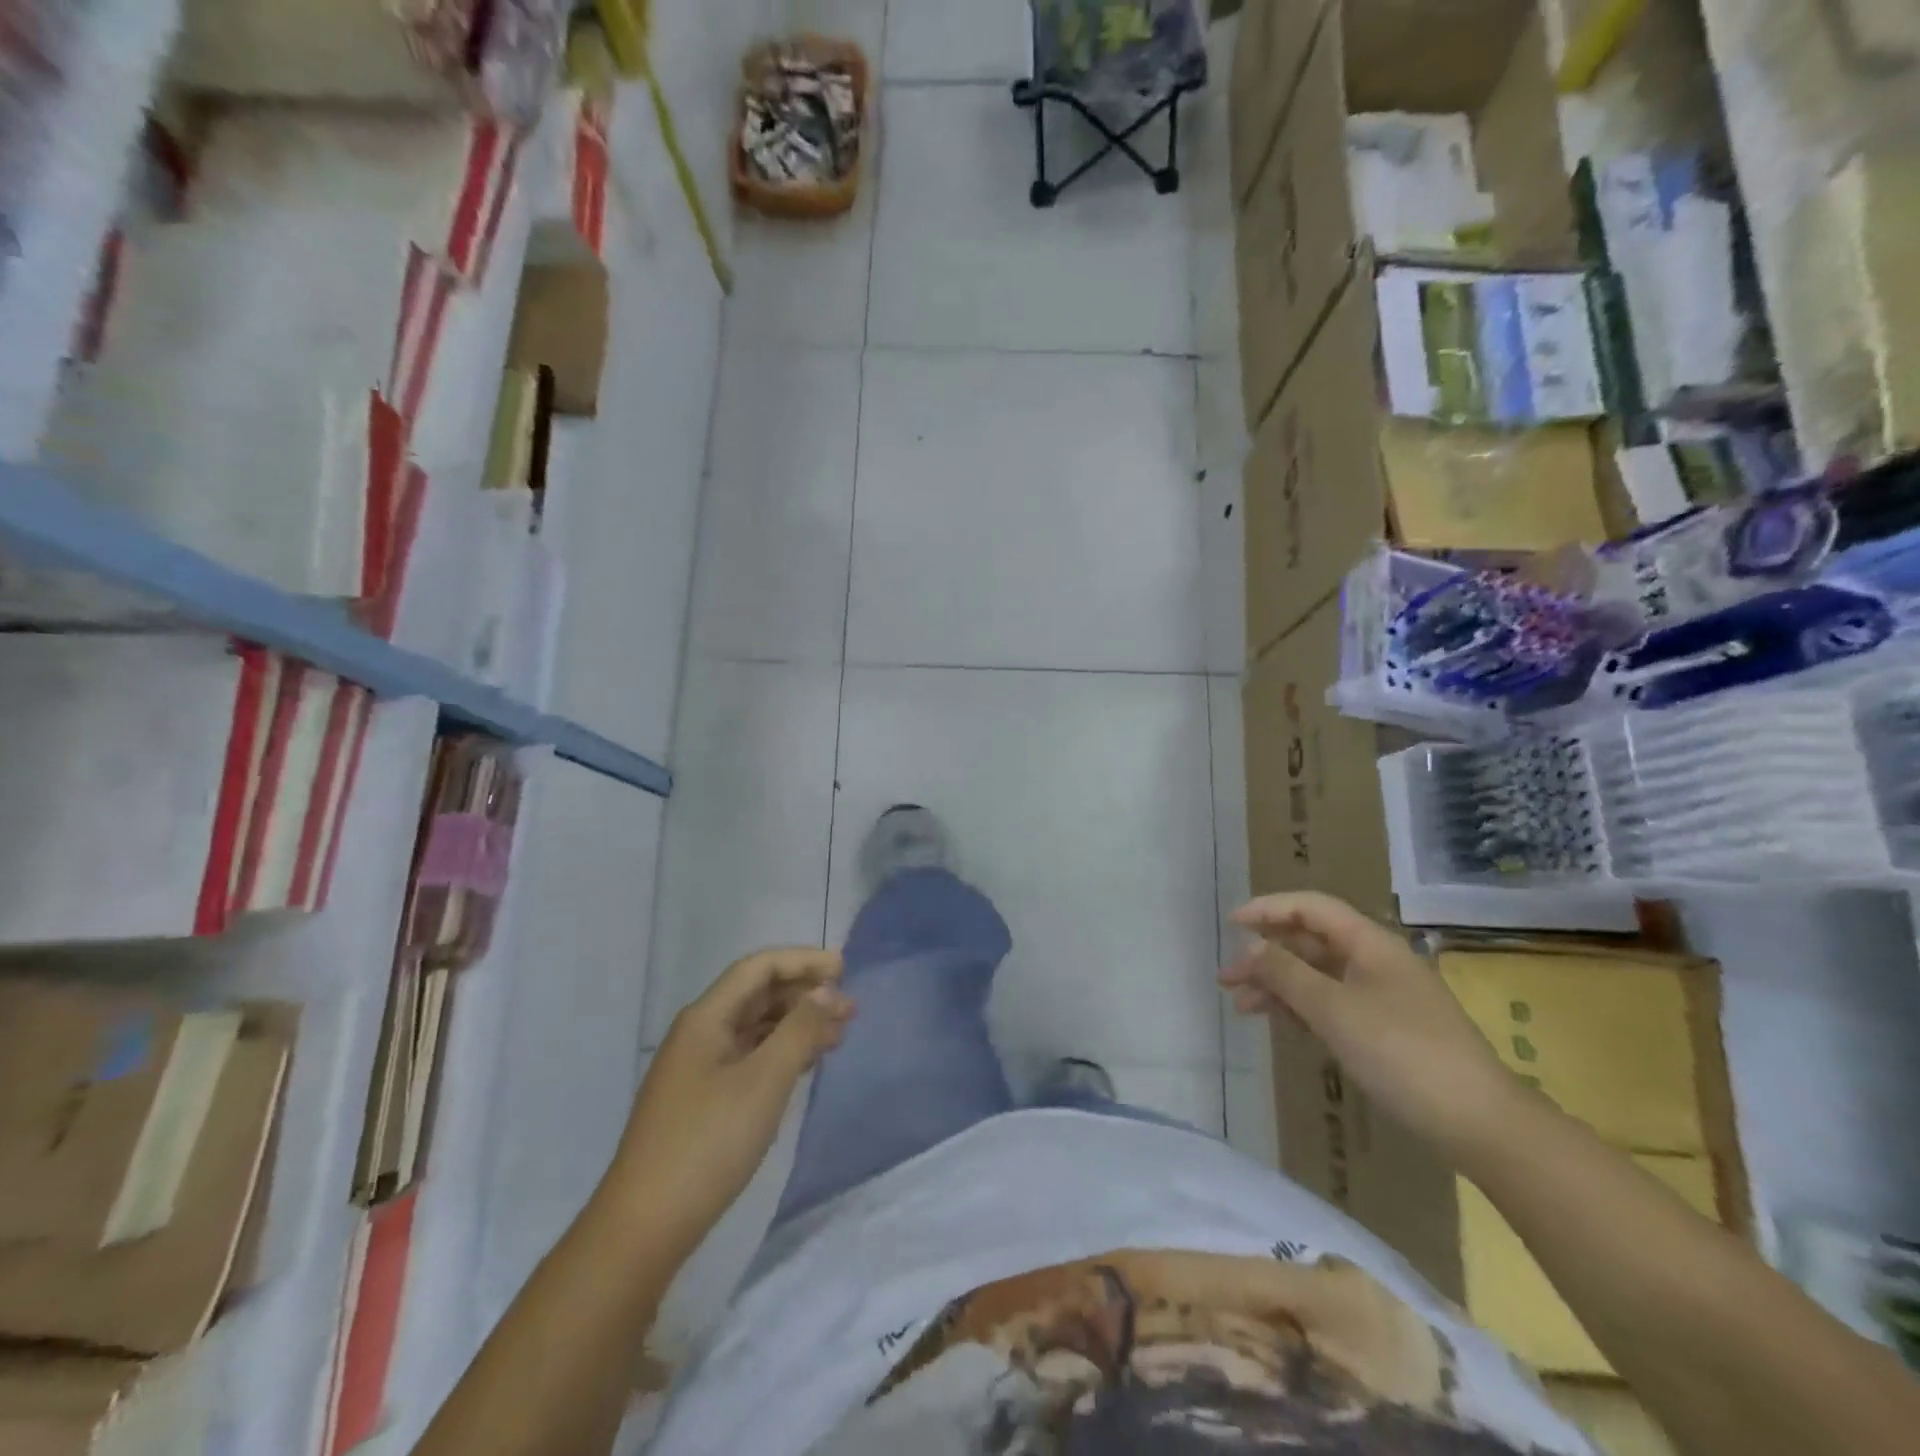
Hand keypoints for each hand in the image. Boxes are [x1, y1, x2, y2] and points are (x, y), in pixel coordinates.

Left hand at [607, 948, 852, 1254]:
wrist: (645, 1228)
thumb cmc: (708, 1143)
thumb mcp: (764, 1080)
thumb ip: (800, 1029)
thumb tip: (826, 990)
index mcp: (706, 1018)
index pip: (758, 968)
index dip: (802, 961)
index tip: (844, 970)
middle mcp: (699, 1034)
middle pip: (757, 995)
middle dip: (805, 994)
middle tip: (850, 1009)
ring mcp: (698, 1069)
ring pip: (755, 1029)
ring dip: (797, 1025)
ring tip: (838, 1036)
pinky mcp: (702, 1101)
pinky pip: (749, 1058)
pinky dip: (781, 1053)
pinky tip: (805, 1065)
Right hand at [1219, 892, 1524, 1157]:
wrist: (1480, 1124)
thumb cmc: (1403, 1054)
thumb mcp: (1334, 1010)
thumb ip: (1286, 974)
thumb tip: (1251, 947)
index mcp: (1370, 943)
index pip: (1310, 908)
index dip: (1268, 909)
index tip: (1231, 924)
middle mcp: (1375, 961)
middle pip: (1310, 942)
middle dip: (1266, 955)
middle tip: (1226, 978)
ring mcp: (1382, 996)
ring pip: (1318, 976)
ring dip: (1278, 984)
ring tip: (1241, 1006)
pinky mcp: (1385, 1030)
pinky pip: (1332, 1004)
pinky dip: (1301, 1007)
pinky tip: (1278, 1020)